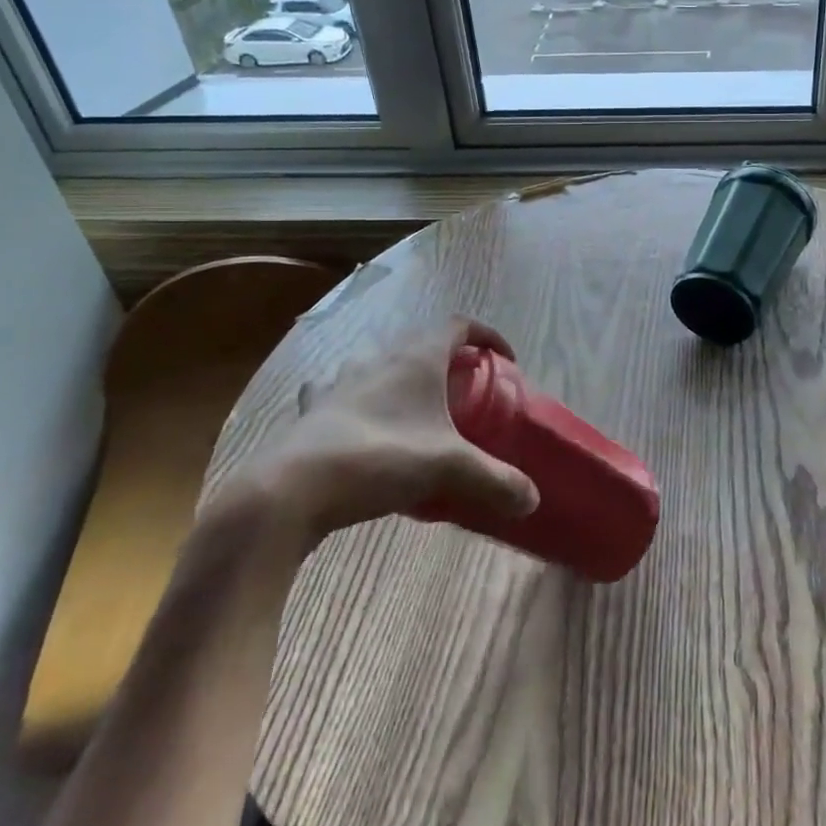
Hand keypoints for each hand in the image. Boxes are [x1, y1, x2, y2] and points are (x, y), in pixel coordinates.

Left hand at [215, 317, 539, 552]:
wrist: (292, 488)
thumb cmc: (381, 458)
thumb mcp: (450, 469)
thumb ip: (496, 481)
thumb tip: (532, 499)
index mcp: (417, 359)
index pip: (458, 325)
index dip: (486, 335)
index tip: (503, 360)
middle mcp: (378, 359)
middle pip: (419, 342)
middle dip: (445, 359)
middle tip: (461, 390)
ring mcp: (339, 381)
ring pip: (376, 362)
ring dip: (396, 374)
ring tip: (410, 405)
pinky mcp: (310, 409)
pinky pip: (335, 390)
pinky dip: (351, 397)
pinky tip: (355, 421)